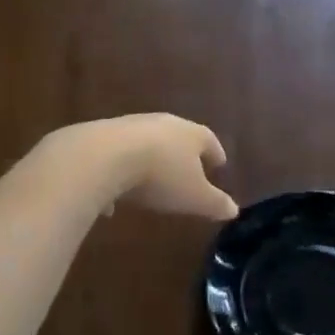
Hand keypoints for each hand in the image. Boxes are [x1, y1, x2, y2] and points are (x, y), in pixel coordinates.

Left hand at [43, 114, 238, 220]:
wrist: (103, 157)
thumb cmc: (161, 176)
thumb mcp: (195, 197)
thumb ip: (215, 203)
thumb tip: (234, 210)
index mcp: (190, 134)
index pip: (208, 140)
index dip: (215, 153)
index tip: (220, 163)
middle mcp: (161, 124)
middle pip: (177, 137)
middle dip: (182, 154)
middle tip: (188, 169)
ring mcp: (129, 127)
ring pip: (145, 144)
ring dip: (149, 162)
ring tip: (150, 184)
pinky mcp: (100, 136)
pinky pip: (116, 157)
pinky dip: (118, 174)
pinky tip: (112, 198)